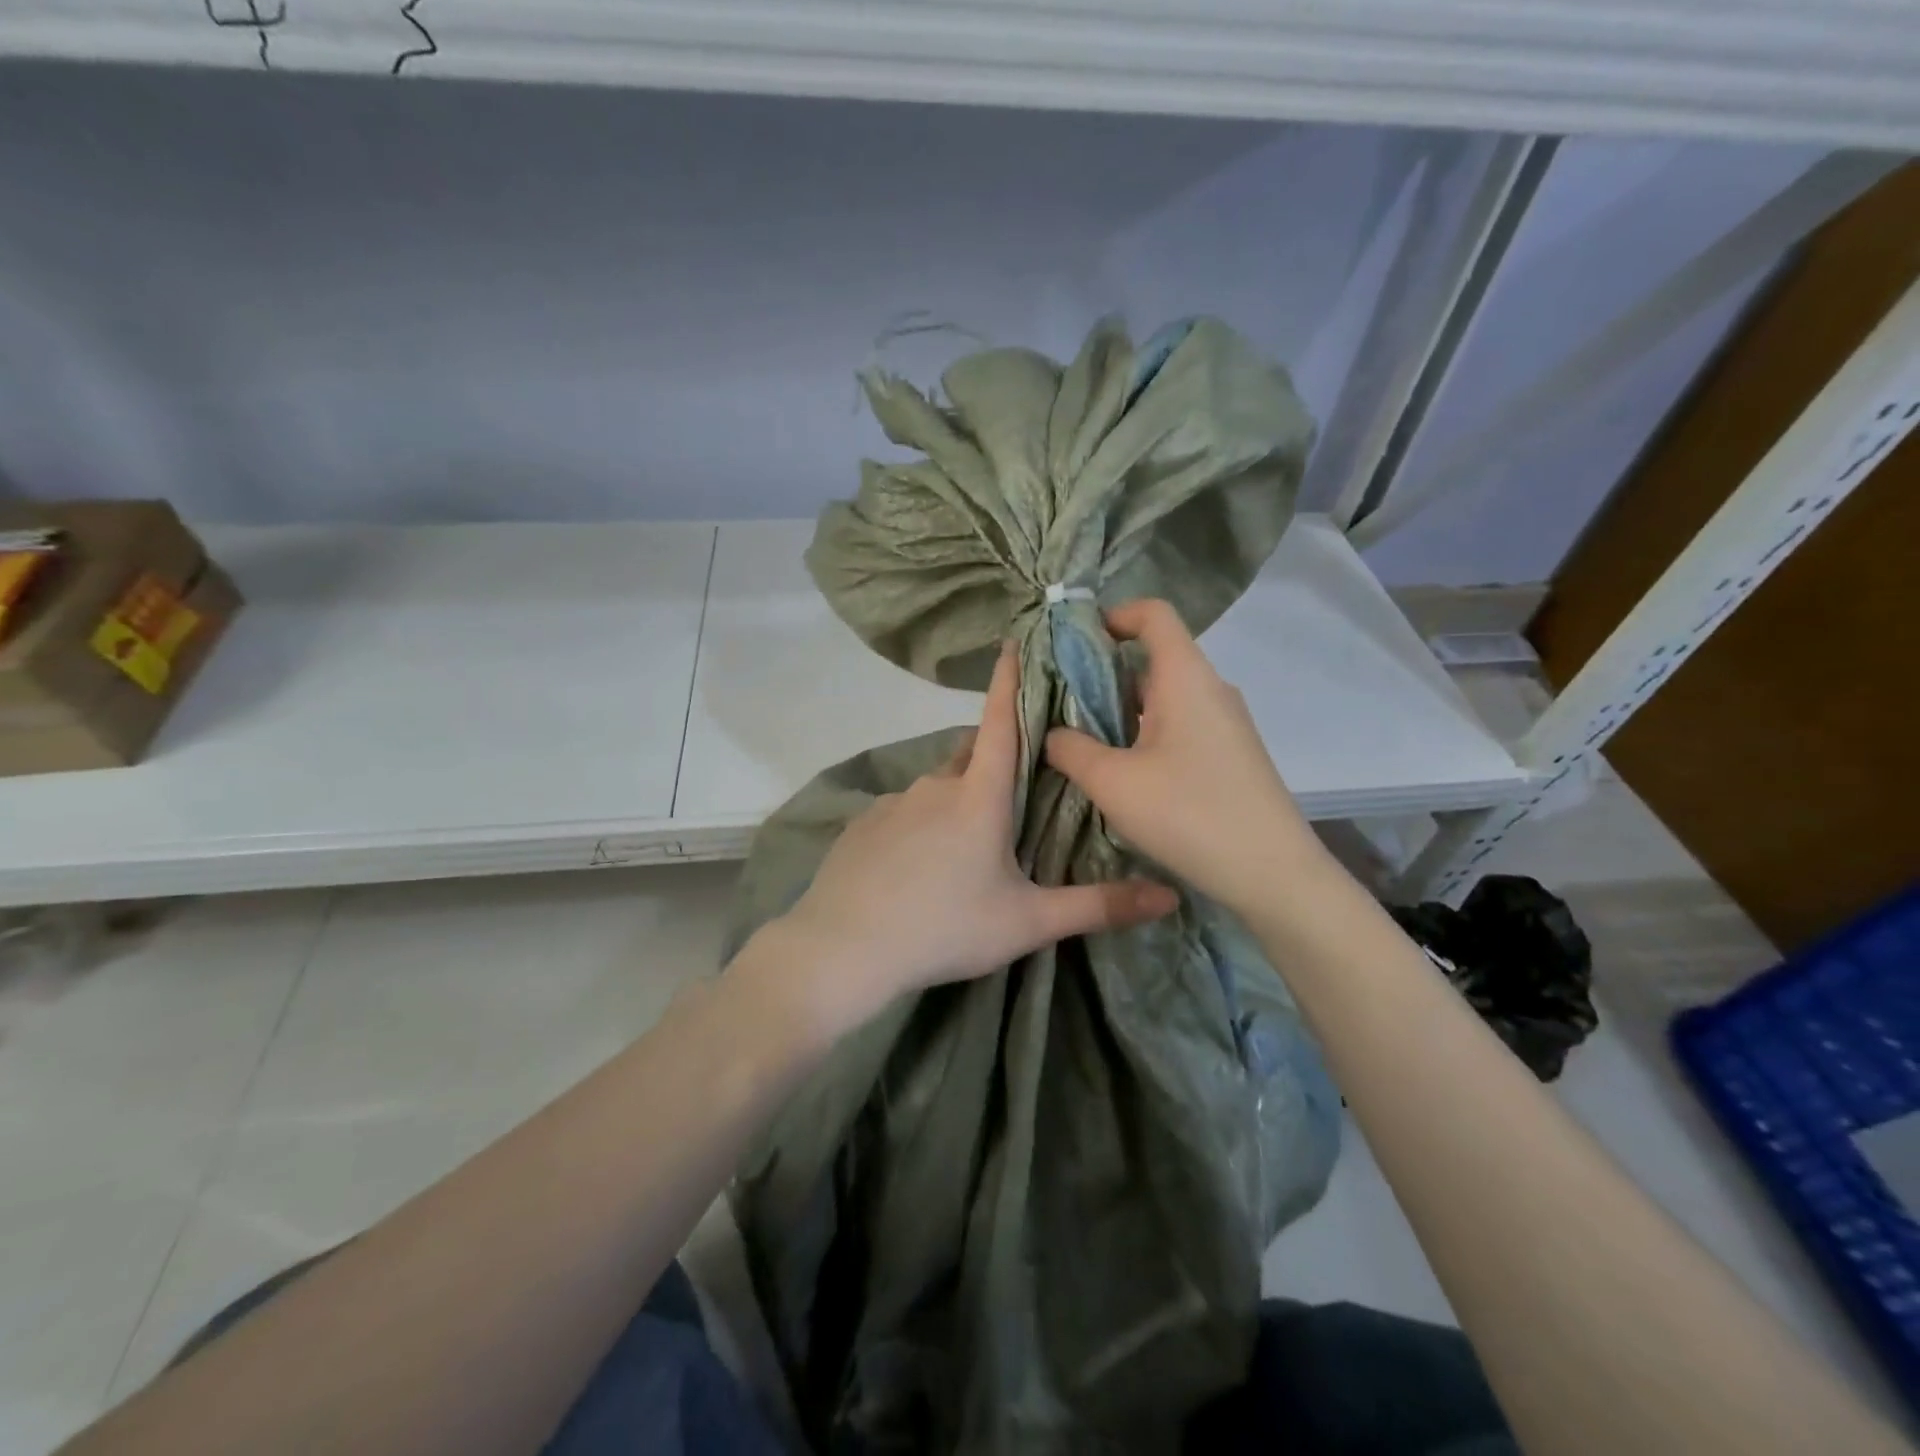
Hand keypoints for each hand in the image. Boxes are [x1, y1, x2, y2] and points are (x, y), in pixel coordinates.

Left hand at [764, 642, 1177, 1034]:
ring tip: (964, 847)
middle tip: (1012, 790)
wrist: (847, 948)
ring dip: (955, 801)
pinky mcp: (862, 825)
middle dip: (992, 759)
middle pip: (970, 756)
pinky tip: (918, 867)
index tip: (1012, 643)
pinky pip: (903, 813)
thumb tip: (1170, 896)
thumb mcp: (1028, 922)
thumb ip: (1098, 906)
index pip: (1001, 723)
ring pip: (936, 788)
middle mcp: (935, 786)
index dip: (1008, 681)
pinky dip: (919, 826)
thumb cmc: (946, 927)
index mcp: (979, 796)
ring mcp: (893, 803)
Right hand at [1045, 599, 1325, 913]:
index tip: (1075, 643)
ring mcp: (1226, 723)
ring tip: (1082, 740)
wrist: (1273, 874)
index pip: (1154, 614)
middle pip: (1153, 658)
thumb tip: (1053, 733)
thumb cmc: (1189, 813)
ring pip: (1165, 696)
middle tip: (1060, 702)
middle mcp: (1210, 689)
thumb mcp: (1112, 782)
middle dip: (1103, 673)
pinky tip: (1124, 771)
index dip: (1114, 615)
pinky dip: (1146, 732)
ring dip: (1121, 709)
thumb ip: (1071, 748)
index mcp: (1186, 677)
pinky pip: (1181, 724)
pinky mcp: (1231, 753)